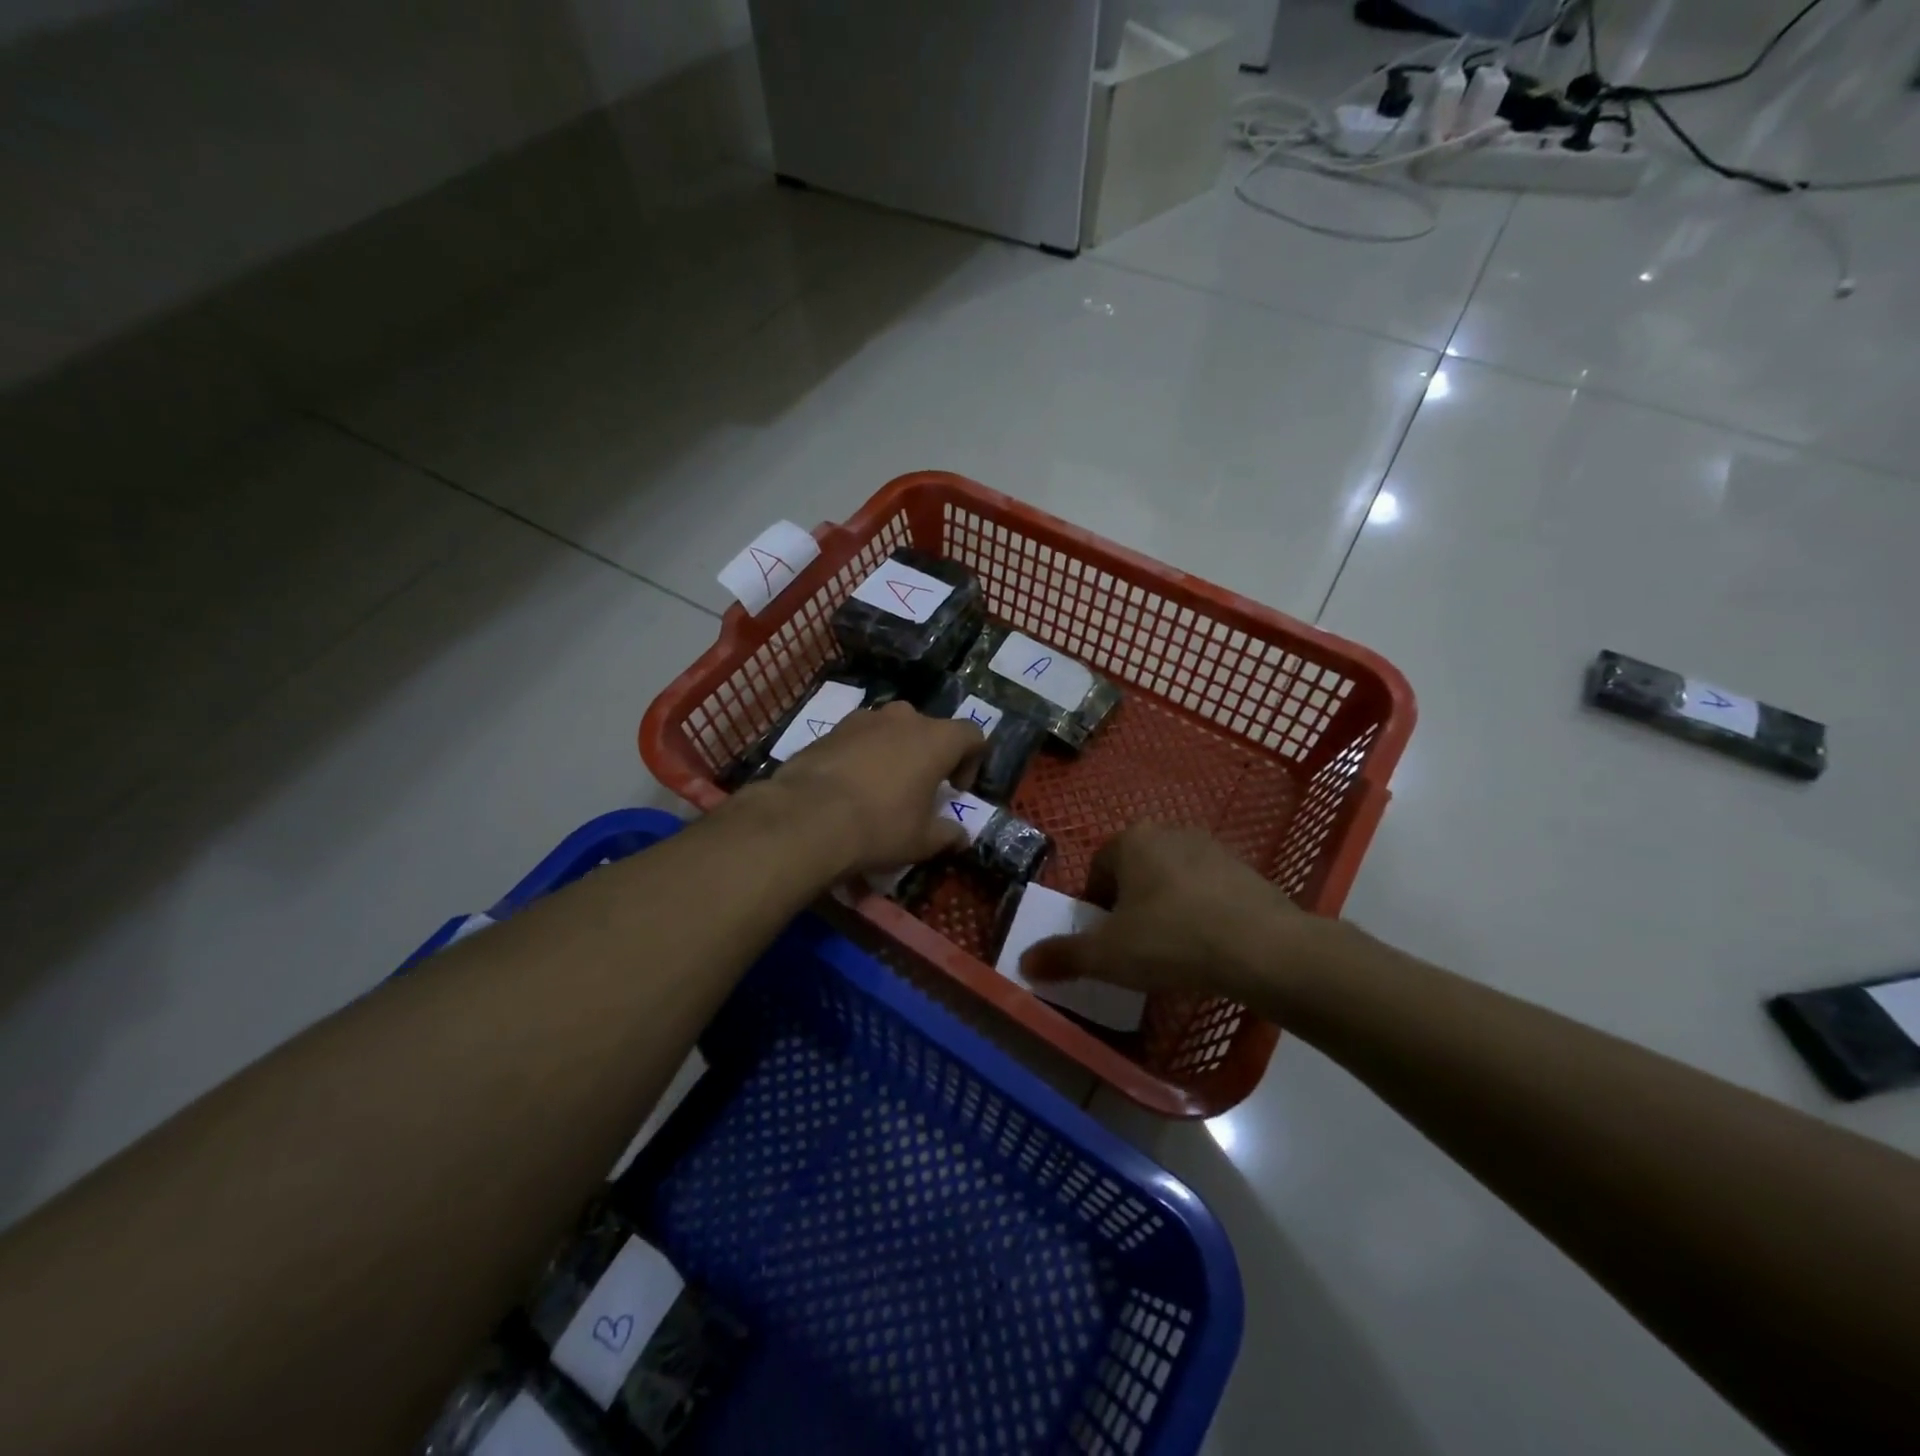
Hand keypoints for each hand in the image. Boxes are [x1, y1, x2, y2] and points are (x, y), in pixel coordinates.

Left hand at [756, 701, 985, 873]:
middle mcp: (903, 718)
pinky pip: (859, 738)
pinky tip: (851, 787)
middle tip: (921, 788)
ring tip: (883, 787)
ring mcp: (864, 719)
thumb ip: (948, 834)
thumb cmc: (879, 827)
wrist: (807, 818)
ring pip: (891, 730)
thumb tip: (960, 836)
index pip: (972, 734)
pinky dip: (864, 756)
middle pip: (930, 728)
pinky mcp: (831, 729)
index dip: (972, 761)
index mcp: (936, 739)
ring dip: (895, 752)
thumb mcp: (922, 841)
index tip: (956, 790)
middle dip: (930, 755)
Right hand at [1020, 824, 1320, 1001]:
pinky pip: (1208, 890)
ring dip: (1166, 907)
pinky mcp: (1246, 869)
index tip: (1106, 942)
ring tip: (1174, 949)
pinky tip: (1209, 945)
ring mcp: (1212, 847)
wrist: (1265, 949)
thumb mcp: (1108, 956)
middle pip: (1134, 871)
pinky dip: (1201, 912)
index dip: (1096, 908)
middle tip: (1136, 947)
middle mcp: (1170, 832)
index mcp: (1131, 841)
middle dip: (1130, 905)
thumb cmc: (1172, 941)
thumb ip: (1063, 956)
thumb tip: (1023, 962)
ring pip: (1172, 879)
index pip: (1098, 870)